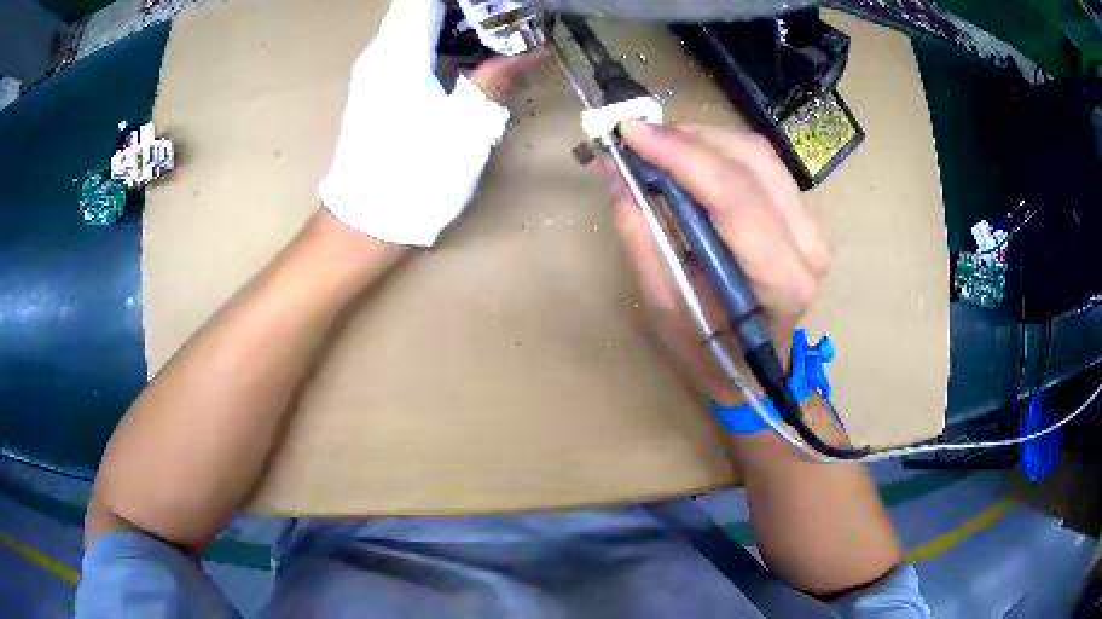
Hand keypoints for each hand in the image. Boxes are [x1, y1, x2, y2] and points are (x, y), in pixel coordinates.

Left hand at [320, 0, 542, 246]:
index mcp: (399, 54)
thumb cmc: (416, 176)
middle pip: (421, 8)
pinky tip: (470, 59)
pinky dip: (441, 43)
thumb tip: (531, 49)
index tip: (498, 6)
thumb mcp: (466, 127)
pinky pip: (410, 48)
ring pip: (415, 26)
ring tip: (498, 34)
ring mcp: (375, 72)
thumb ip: (496, 78)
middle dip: (466, 9)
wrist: (367, 223)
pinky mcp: (376, 90)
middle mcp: (381, 54)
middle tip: (507, 21)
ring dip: (456, 24)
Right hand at [606, 122, 831, 404]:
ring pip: (759, 154)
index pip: (736, 200)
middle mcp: (809, 247)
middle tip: (637, 135)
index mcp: (781, 283)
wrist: (757, 365)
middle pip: (752, 162)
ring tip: (657, 144)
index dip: (682, 157)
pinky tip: (688, 154)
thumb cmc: (711, 352)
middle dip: (689, 139)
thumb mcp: (667, 310)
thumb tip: (618, 177)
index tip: (631, 133)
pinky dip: (719, 149)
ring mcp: (813, 227)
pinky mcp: (804, 214)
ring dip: (702, 138)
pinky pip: (762, 163)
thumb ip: (645, 242)